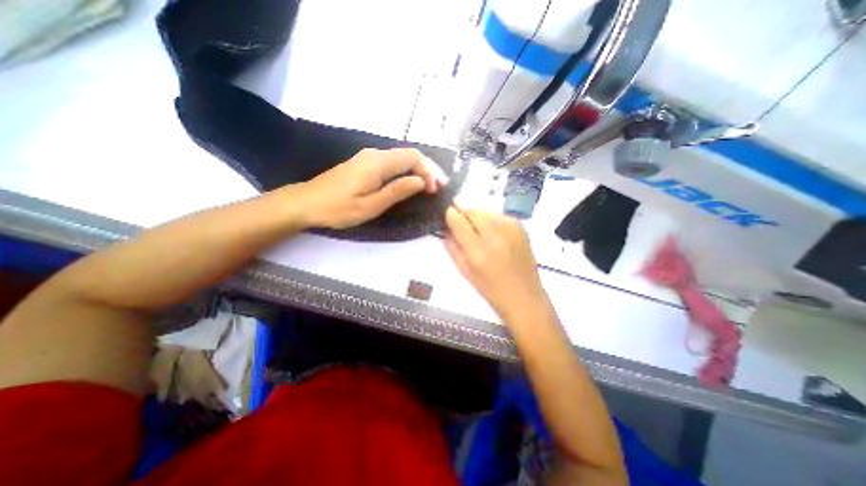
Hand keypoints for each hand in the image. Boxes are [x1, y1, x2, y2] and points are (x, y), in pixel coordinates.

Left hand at [296, 148, 449, 228]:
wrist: (306, 202)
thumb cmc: (338, 208)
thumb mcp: (371, 205)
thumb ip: (397, 191)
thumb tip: (420, 181)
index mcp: (377, 163)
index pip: (412, 158)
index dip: (428, 172)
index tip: (433, 190)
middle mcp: (375, 154)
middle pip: (409, 154)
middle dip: (427, 169)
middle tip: (437, 187)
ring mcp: (368, 157)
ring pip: (401, 158)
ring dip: (418, 170)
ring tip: (428, 186)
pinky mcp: (364, 164)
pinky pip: (392, 163)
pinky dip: (405, 171)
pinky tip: (409, 182)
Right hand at [447, 203, 547, 319]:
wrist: (524, 296)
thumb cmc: (491, 289)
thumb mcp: (465, 272)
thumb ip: (453, 248)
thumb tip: (446, 229)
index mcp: (478, 251)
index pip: (459, 222)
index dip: (451, 214)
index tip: (447, 212)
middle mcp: (495, 236)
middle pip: (473, 210)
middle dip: (463, 208)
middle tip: (458, 211)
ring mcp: (510, 230)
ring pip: (487, 210)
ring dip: (477, 213)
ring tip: (474, 222)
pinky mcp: (521, 228)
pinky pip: (500, 215)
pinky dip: (491, 217)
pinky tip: (490, 228)